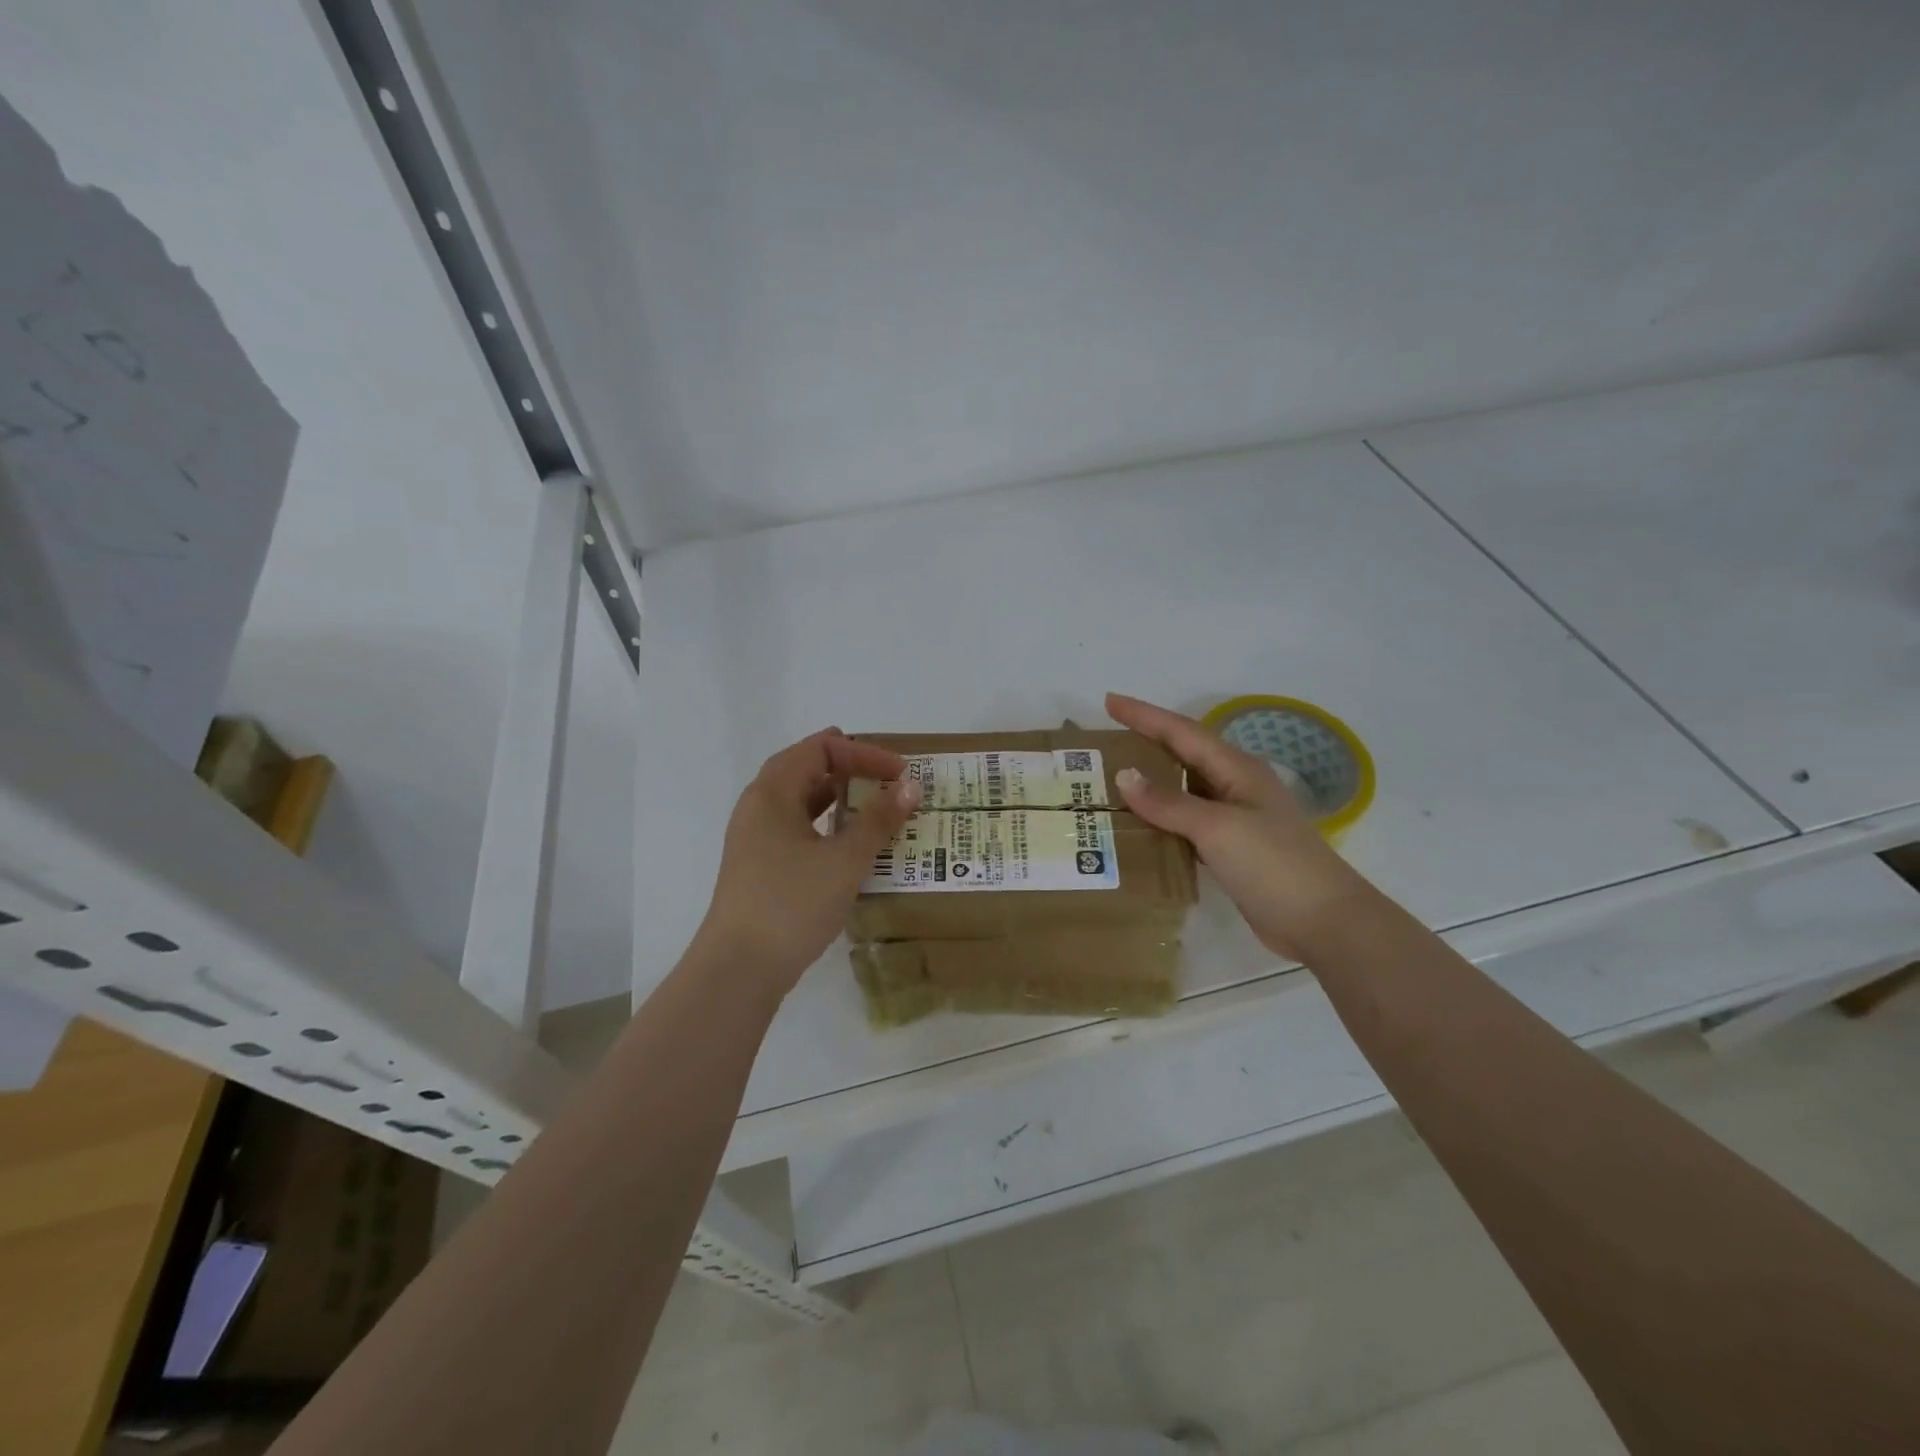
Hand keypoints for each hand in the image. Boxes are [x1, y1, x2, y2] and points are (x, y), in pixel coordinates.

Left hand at [694, 729, 923, 996]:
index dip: (862, 752)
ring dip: (838, 798)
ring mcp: (755, 839)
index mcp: (772, 792)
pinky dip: (827, 826)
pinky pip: (798, 829)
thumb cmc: (792, 904)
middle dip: (849, 767)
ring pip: (800, 801)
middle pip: (805, 767)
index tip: (899, 772)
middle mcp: (758, 807)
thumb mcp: (844, 860)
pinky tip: (851, 845)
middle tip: (887, 777)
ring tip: (876, 806)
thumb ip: (879, 820)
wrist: (739, 969)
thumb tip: (910, 787)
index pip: (819, 748)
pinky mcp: (760, 867)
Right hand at [1106, 693, 1371, 960]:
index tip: (1109, 700)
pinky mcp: (1231, 850)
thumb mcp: (1218, 827)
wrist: (1323, 922)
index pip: (1181, 731)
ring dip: (1150, 783)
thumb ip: (1169, 802)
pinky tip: (1138, 826)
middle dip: (1145, 743)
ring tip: (1111, 780)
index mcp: (1237, 769)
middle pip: (1183, 755)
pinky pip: (1186, 823)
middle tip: (1104, 741)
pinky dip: (1161, 819)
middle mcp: (1235, 786)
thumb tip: (1124, 775)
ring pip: (1183, 789)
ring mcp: (1236, 819)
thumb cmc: (1273, 864)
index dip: (1144, 715)